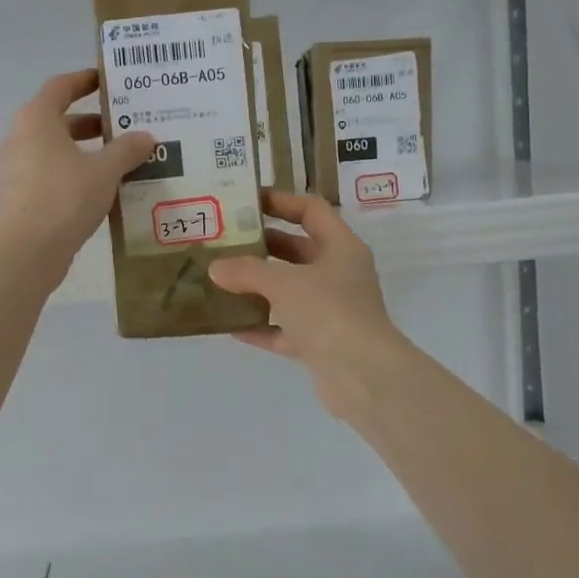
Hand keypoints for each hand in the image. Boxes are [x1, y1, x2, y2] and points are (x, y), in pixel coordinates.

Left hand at [0, 69, 154, 274]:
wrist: (24, 252)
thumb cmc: (64, 198)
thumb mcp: (104, 171)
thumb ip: (127, 150)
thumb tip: (146, 136)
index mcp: (36, 119)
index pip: (61, 86)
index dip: (85, 80)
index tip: (108, 82)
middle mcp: (20, 138)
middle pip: (58, 120)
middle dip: (92, 123)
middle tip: (124, 128)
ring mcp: (14, 170)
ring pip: (54, 151)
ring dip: (84, 152)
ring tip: (119, 162)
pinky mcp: (17, 198)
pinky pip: (49, 176)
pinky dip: (73, 176)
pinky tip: (99, 192)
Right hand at [208, 190, 412, 418]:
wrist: (363, 376)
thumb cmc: (329, 312)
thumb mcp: (284, 283)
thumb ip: (247, 271)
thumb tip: (215, 268)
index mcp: (341, 248)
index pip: (312, 211)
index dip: (282, 201)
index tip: (247, 200)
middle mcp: (339, 275)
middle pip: (298, 251)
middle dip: (263, 245)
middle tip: (225, 240)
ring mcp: (331, 312)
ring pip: (289, 292)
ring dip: (258, 287)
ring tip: (220, 279)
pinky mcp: (320, 344)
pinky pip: (284, 329)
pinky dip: (260, 326)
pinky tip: (229, 324)